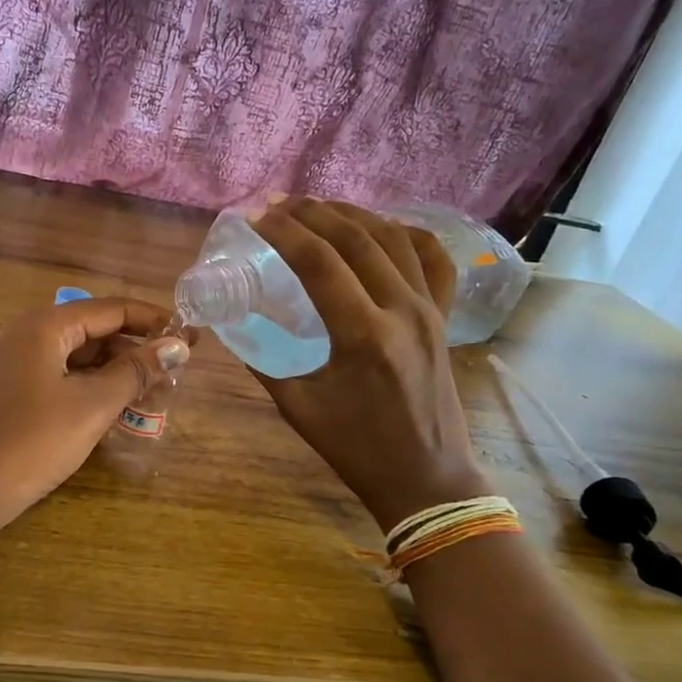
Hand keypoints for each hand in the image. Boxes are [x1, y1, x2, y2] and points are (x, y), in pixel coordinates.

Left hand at [0, 297, 191, 524]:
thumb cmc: (32, 441)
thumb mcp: (92, 405)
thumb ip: (135, 371)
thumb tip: (177, 345)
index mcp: (46, 326)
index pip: (111, 309)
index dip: (153, 320)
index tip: (191, 336)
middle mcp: (30, 335)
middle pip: (95, 330)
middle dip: (137, 348)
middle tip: (177, 371)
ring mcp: (19, 365)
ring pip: (80, 357)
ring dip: (117, 371)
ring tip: (156, 392)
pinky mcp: (16, 393)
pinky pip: (64, 378)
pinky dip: (94, 388)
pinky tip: (119, 408)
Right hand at [248, 198, 491, 530]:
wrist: (425, 478)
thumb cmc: (356, 449)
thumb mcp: (298, 407)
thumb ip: (264, 361)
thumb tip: (236, 324)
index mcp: (363, 337)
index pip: (320, 264)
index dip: (284, 232)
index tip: (256, 215)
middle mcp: (403, 311)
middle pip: (357, 239)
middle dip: (313, 213)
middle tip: (279, 203)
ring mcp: (430, 311)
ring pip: (395, 240)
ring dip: (354, 214)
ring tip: (319, 207)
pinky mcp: (444, 318)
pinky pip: (435, 260)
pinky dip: (409, 234)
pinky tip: (384, 226)